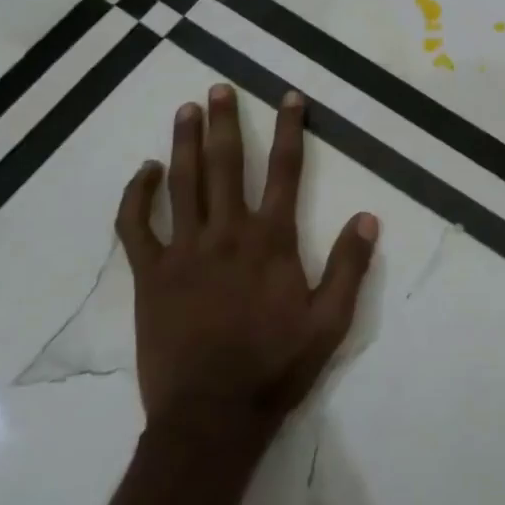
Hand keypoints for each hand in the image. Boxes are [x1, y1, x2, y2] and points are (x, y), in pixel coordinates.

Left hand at [115, 85, 378, 453]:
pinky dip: (138, 195)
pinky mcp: (150, 275)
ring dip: (183, 142)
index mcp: (271, 240)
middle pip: (225, 164)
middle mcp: (227, 233)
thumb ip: (350, 266)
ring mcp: (183, 252)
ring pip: (182, 183)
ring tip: (186, 109)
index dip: (290, 129)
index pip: (285, 170)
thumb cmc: (276, 366)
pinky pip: (137, 226)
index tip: (289, 97)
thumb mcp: (331, 321)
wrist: (211, 416)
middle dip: (224, 122)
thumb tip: (368, 216)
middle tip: (219, 89)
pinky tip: (144, 172)